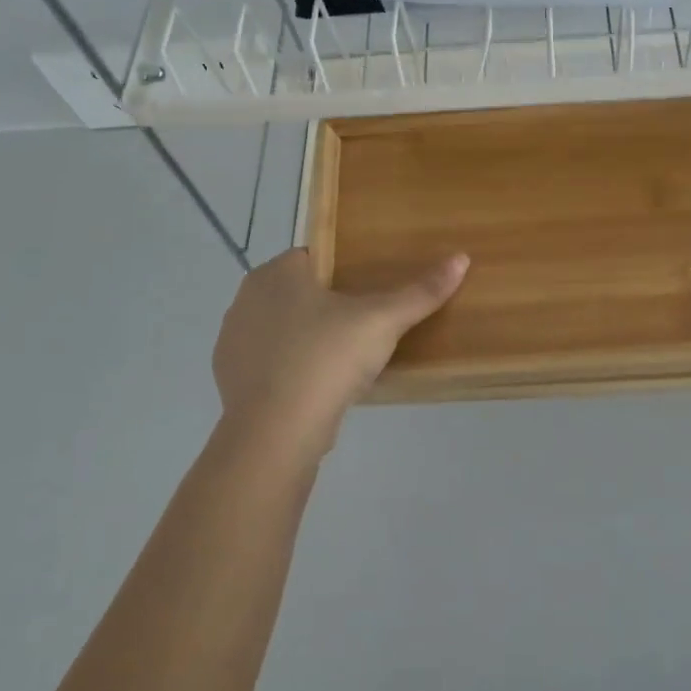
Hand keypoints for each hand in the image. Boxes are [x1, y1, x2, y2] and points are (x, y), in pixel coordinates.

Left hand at [212, 248, 467, 463]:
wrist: (276, 433)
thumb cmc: (327, 358)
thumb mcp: (383, 321)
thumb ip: (420, 291)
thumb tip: (461, 258)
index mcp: (277, 272)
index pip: (315, 258)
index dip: (344, 272)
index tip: (371, 293)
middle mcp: (246, 298)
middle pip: (298, 293)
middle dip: (327, 306)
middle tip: (366, 327)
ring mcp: (232, 341)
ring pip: (281, 329)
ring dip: (307, 339)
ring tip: (344, 360)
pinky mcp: (230, 379)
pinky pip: (269, 364)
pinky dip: (290, 370)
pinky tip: (317, 388)